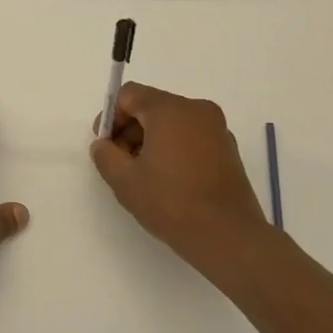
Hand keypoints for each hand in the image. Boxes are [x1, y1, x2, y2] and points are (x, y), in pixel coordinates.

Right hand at [90, 83, 279, 285]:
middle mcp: (196, 109)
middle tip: (120, 162)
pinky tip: (168, 179)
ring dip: (151, 140)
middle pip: (152, 106)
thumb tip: (103, 144)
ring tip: (144, 175)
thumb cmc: (172, 203)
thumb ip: (105, 155)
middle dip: (130, 129)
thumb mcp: (124, 181)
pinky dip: (174, 148)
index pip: (129, 94)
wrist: (229, 237)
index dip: (111, 116)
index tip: (105, 145)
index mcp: (170, 109)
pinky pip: (191, 136)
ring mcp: (216, 128)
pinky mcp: (228, 148)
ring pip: (172, 121)